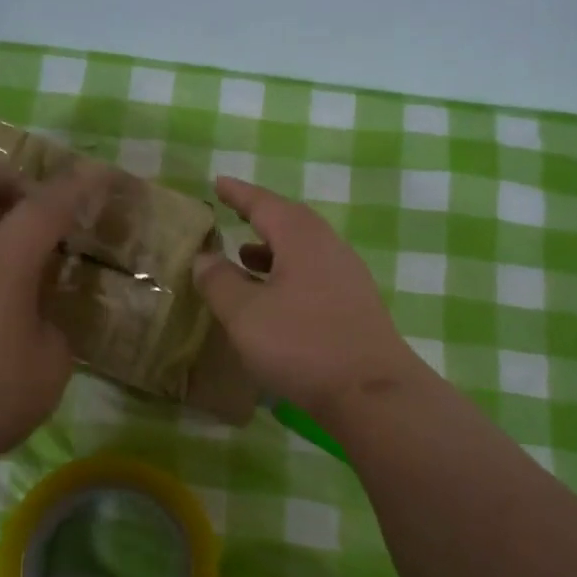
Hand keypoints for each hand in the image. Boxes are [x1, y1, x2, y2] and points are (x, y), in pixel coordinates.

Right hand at [193, 177, 426, 424]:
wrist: (372, 393)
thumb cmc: (302, 344)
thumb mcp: (245, 313)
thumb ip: (219, 281)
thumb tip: (204, 257)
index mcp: (302, 239)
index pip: (265, 204)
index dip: (238, 194)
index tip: (218, 183)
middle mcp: (329, 249)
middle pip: (291, 222)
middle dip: (260, 217)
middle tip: (233, 214)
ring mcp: (348, 278)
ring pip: (304, 251)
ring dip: (272, 249)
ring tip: (244, 258)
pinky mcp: (355, 306)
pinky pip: (314, 275)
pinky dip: (287, 274)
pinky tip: (273, 298)